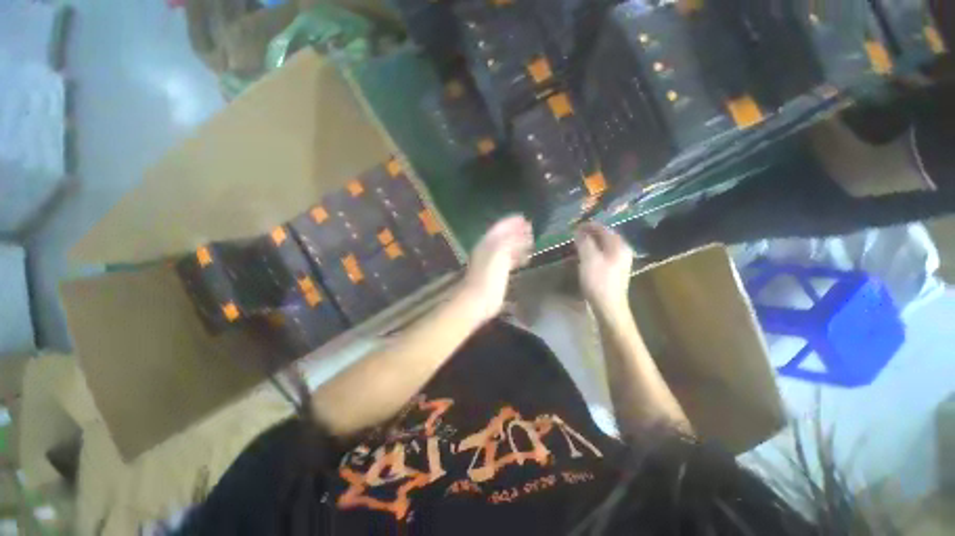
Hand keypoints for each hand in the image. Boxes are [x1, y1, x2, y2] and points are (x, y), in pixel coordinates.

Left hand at [458, 215, 533, 322]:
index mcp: (487, 243)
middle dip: (516, 232)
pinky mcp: (495, 274)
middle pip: (504, 237)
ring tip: (531, 244)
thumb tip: (520, 230)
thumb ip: (510, 240)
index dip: (511, 222)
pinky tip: (524, 261)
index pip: (500, 227)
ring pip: (506, 249)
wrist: (478, 299)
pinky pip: (508, 261)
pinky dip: (517, 258)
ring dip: (518, 245)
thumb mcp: (500, 253)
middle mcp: (488, 250)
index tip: (524, 218)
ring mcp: (491, 263)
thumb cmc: (489, 275)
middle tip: (531, 230)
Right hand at [574, 223, 633, 314]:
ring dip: (589, 244)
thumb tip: (579, 230)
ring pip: (603, 247)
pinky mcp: (614, 271)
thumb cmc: (598, 281)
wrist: (608, 306)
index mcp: (618, 245)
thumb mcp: (589, 258)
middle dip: (589, 234)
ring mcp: (619, 262)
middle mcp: (622, 251)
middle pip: (604, 237)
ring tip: (576, 245)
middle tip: (574, 235)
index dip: (588, 226)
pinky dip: (592, 253)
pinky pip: (602, 256)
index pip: (603, 228)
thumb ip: (584, 241)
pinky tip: (583, 258)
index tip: (574, 226)